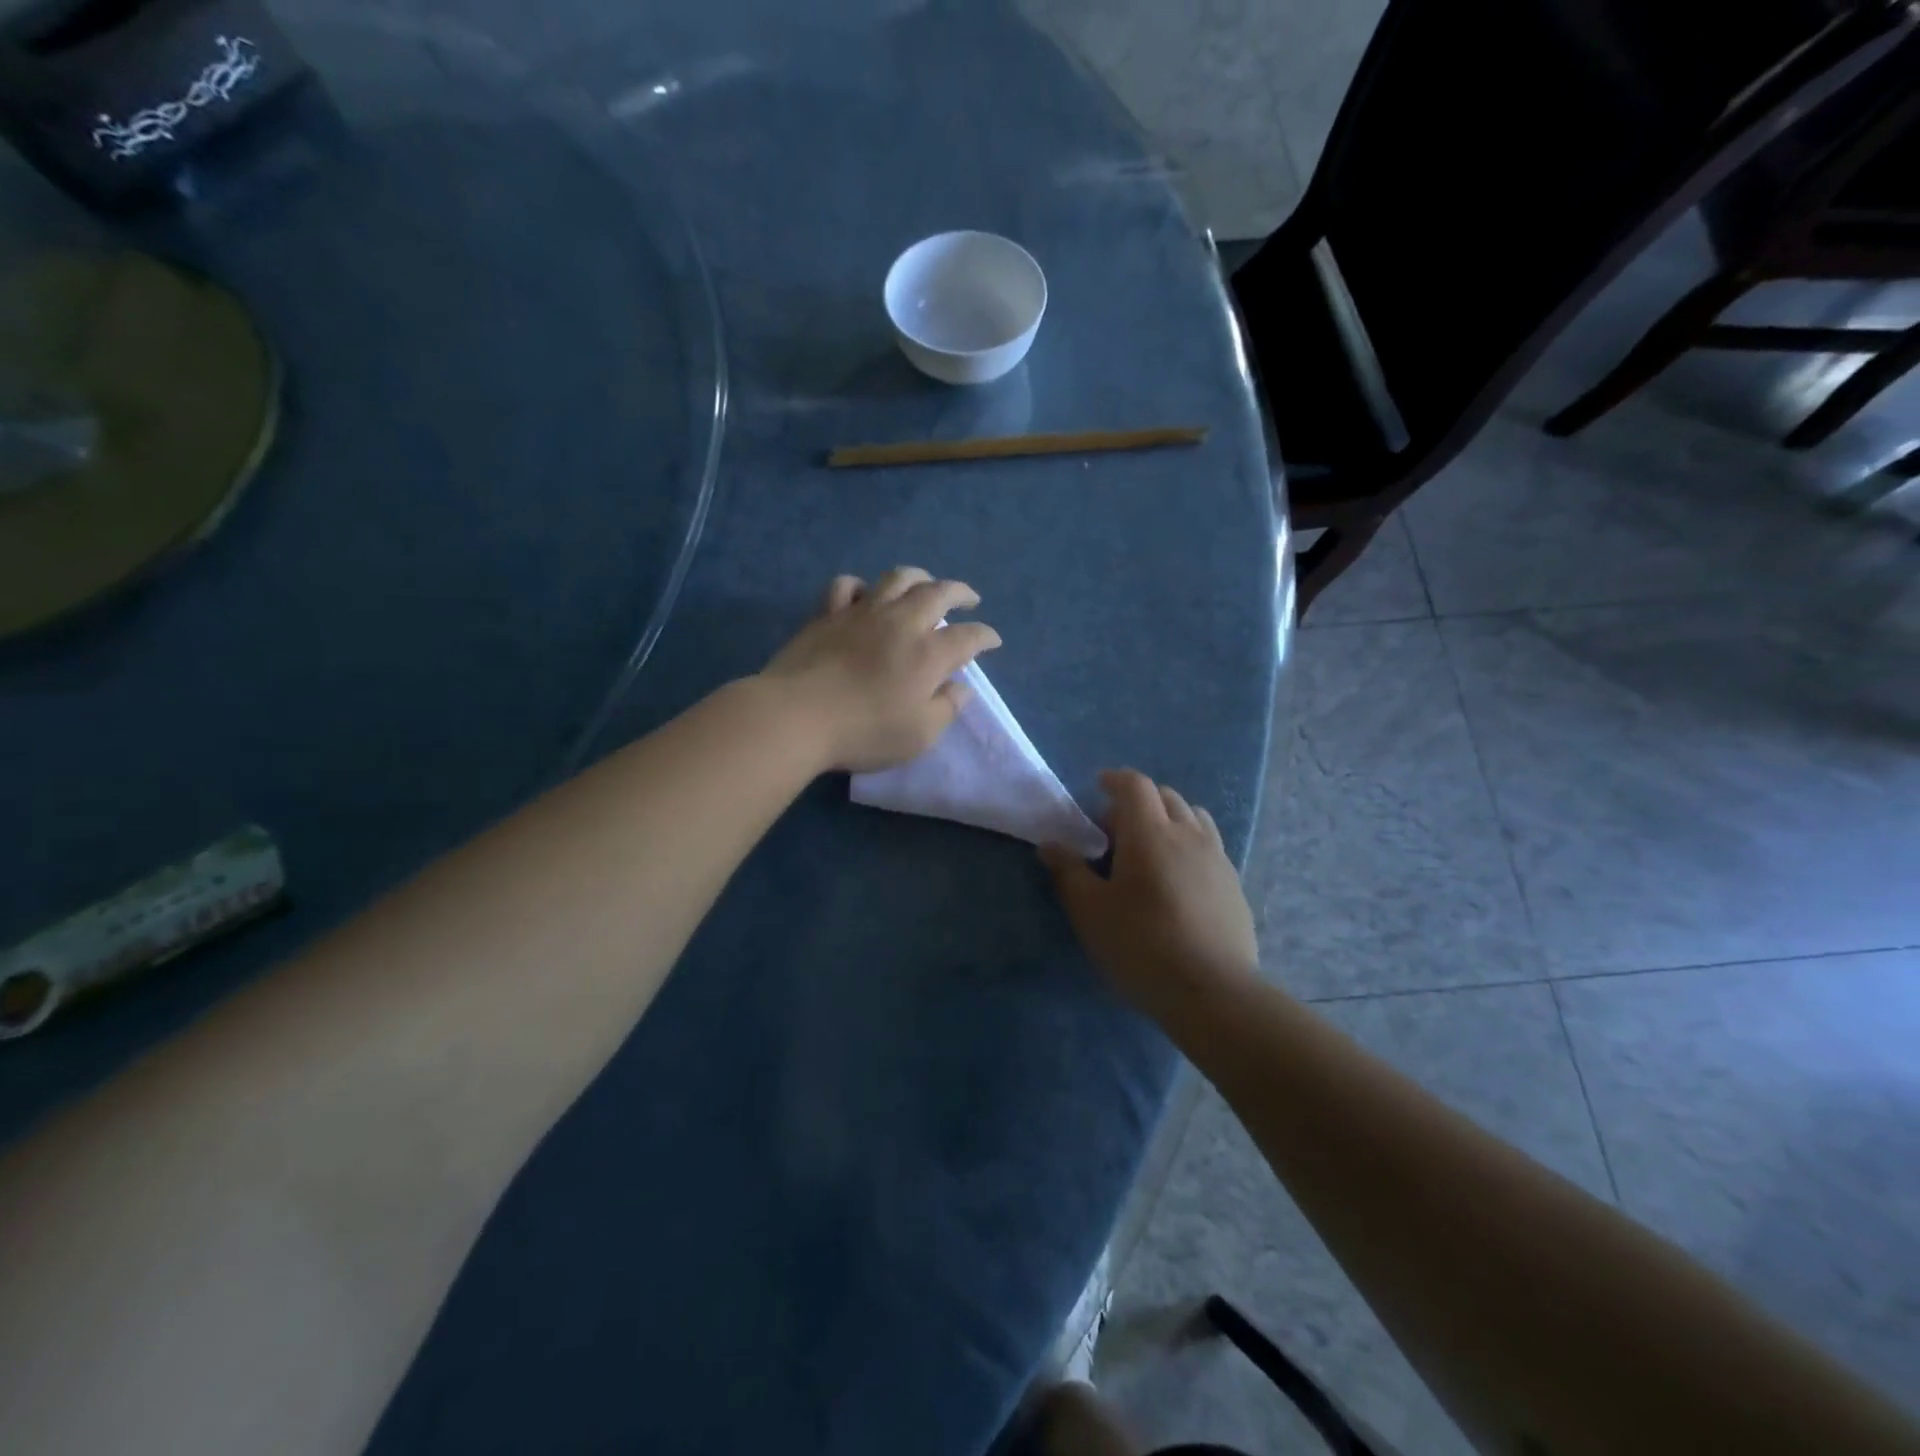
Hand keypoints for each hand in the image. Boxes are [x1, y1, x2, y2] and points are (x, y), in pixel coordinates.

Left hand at [758, 567, 1001, 773]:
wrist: (797, 716)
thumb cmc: (864, 732)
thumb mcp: (919, 735)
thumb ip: (946, 708)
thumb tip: (962, 688)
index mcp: (929, 653)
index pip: (969, 636)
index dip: (985, 636)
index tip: (993, 641)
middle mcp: (901, 623)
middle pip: (938, 593)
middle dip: (960, 593)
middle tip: (970, 599)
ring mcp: (863, 612)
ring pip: (897, 578)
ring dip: (919, 577)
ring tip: (927, 583)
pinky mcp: (828, 614)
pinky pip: (847, 585)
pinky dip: (862, 586)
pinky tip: (865, 595)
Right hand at [1041, 769, 1258, 1018]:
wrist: (1212, 991)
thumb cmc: (1141, 945)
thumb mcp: (1091, 911)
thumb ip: (1068, 872)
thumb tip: (1050, 844)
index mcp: (1150, 833)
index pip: (1135, 785)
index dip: (1115, 779)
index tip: (1099, 785)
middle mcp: (1188, 834)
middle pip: (1166, 796)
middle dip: (1139, 801)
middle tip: (1115, 829)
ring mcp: (1217, 858)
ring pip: (1193, 817)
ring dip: (1169, 818)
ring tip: (1150, 848)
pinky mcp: (1234, 884)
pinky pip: (1209, 845)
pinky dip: (1189, 844)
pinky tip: (1177, 879)